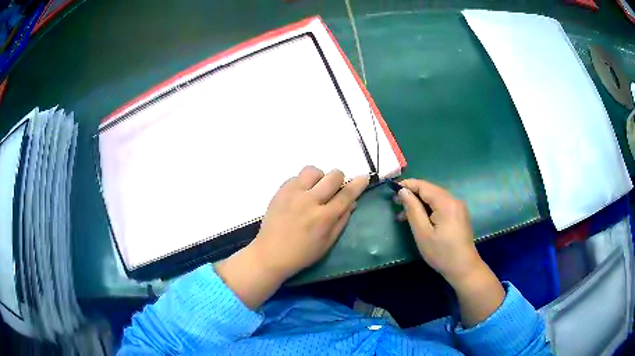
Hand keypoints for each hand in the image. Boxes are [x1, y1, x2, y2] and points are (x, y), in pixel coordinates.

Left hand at [215, 166, 367, 308]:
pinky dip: (303, 183)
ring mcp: (293, 194)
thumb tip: (352, 202)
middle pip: (333, 176)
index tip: (364, 177)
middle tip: (335, 189)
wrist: (270, 254)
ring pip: (313, 170)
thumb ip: (342, 221)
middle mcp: (310, 201)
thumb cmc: (302, 254)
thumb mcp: (328, 243)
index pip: (347, 195)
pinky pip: (296, 177)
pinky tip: (300, 195)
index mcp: (324, 218)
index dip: (358, 184)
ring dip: (319, 178)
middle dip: (339, 179)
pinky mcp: (280, 191)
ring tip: (315, 190)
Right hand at [396, 179, 504, 326]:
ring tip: (404, 215)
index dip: (407, 185)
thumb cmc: (441, 253)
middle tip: (396, 204)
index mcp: (446, 203)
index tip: (392, 190)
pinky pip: (441, 205)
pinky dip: (429, 208)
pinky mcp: (459, 215)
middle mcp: (454, 200)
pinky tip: (420, 219)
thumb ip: (413, 209)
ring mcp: (458, 207)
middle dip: (412, 194)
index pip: (424, 185)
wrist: (463, 268)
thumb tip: (403, 191)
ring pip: (435, 198)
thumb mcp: (422, 233)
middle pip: (430, 190)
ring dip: (420, 203)